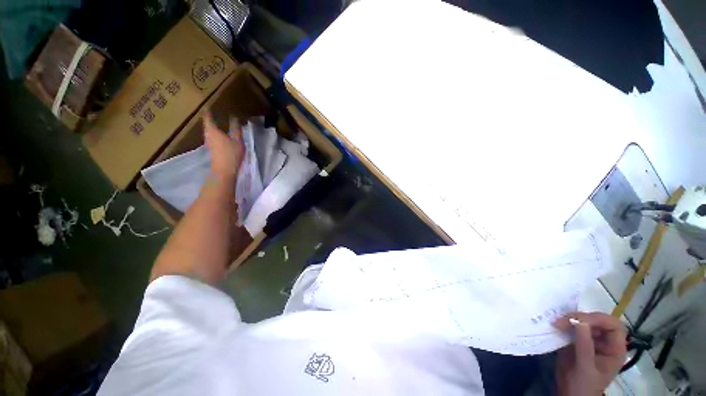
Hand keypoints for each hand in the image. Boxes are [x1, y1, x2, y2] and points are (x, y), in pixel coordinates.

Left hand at [203, 111, 243, 179]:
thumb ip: (236, 129)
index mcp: (213, 131)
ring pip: (209, 133)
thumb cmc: (231, 154)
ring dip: (212, 129)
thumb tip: (234, 118)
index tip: (207, 107)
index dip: (208, 113)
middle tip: (211, 115)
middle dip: (209, 121)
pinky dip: (215, 136)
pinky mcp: (212, 151)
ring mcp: (209, 144)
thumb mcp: (238, 141)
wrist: (224, 171)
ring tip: (216, 125)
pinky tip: (220, 137)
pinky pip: (212, 139)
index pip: (208, 119)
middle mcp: (209, 136)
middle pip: (207, 126)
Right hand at [553, 312, 626, 395]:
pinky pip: (572, 327)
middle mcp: (605, 342)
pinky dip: (564, 323)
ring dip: (570, 319)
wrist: (569, 394)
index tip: (580, 321)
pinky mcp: (576, 339)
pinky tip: (555, 324)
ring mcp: (590, 340)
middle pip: (597, 321)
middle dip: (581, 318)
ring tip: (556, 322)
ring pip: (584, 321)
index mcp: (615, 349)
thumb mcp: (585, 368)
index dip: (599, 320)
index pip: (613, 326)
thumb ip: (585, 346)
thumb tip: (580, 322)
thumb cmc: (583, 385)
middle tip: (562, 320)